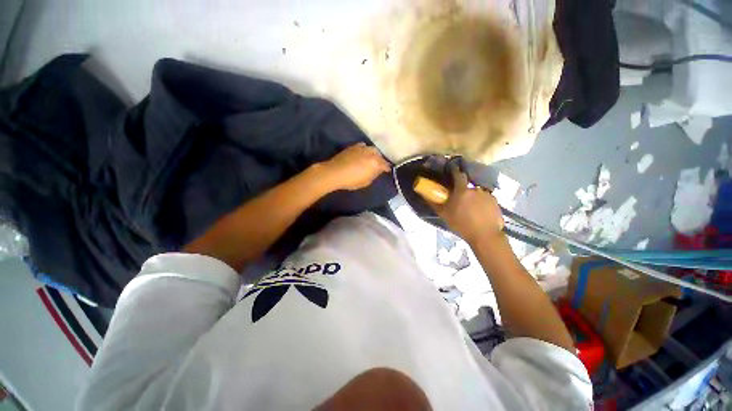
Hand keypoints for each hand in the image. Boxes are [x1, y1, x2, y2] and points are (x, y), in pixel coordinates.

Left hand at [319, 143, 389, 190]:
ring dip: (373, 154)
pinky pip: (363, 147)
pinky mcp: (353, 146)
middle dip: (380, 160)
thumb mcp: (366, 182)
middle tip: (378, 165)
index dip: (387, 168)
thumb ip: (374, 175)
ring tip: (370, 159)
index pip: (385, 164)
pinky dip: (365, 150)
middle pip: (379, 155)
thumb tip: (377, 170)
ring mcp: (362, 148)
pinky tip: (362, 154)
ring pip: (371, 149)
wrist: (334, 172)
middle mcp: (371, 153)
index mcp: (376, 162)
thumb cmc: (351, 180)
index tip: (387, 171)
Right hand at [427, 166, 503, 243]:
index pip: (458, 175)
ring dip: (473, 198)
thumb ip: (434, 203)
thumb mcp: (444, 214)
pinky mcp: (495, 202)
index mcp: (462, 190)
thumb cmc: (461, 224)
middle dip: (463, 191)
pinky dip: (482, 203)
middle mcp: (475, 189)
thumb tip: (424, 195)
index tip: (452, 173)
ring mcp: (487, 195)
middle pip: (467, 186)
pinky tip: (480, 213)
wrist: (484, 236)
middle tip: (460, 201)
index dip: (455, 172)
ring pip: (477, 193)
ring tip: (471, 209)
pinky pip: (486, 199)